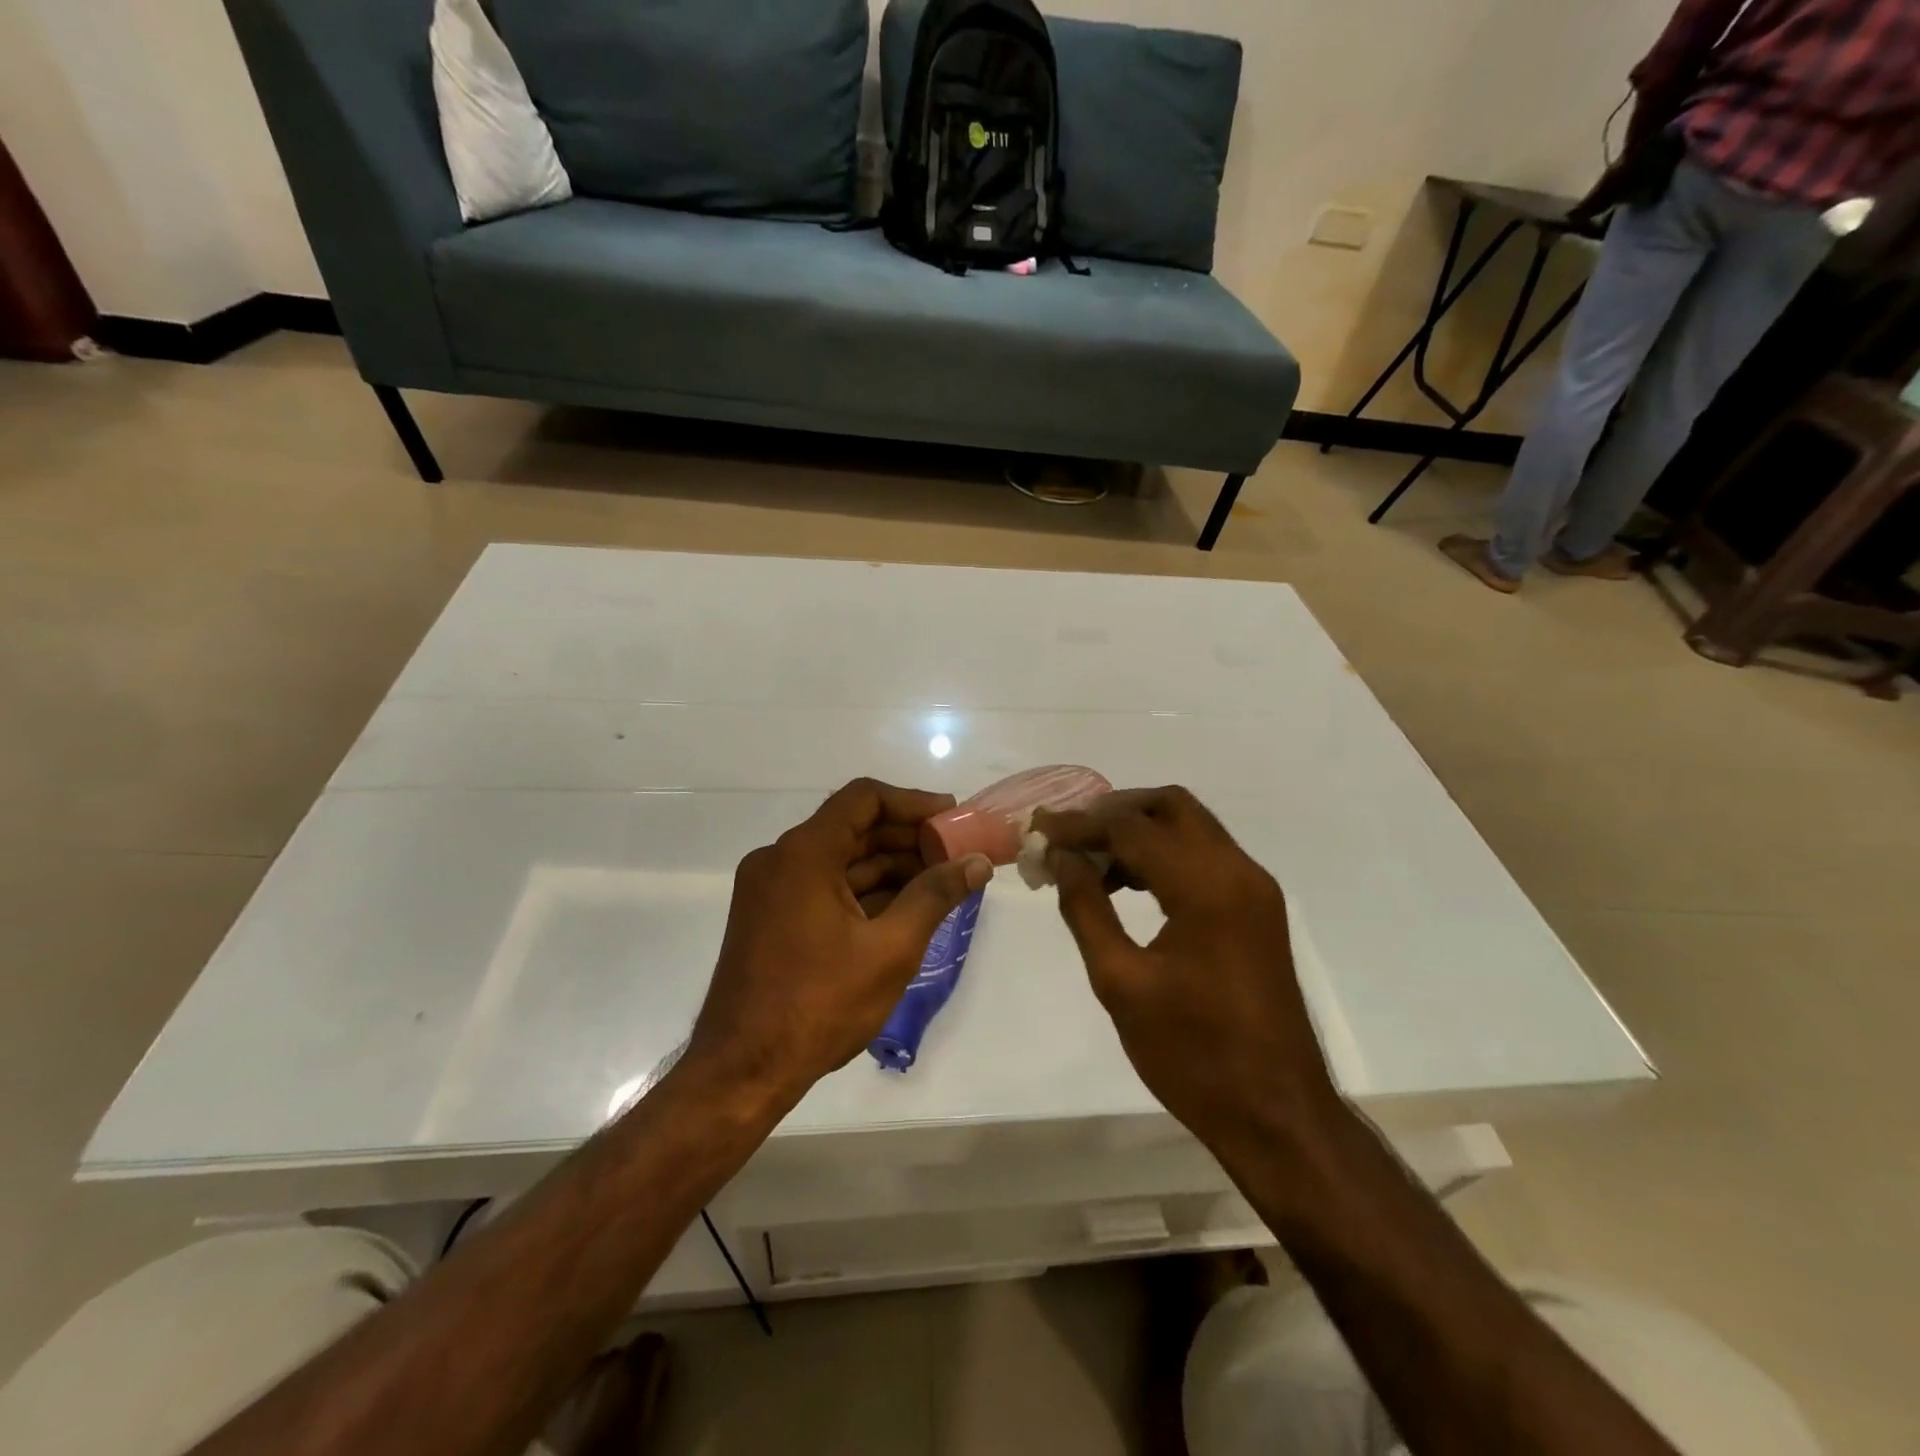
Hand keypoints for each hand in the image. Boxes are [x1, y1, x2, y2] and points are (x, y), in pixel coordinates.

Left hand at [687, 779, 993, 1107]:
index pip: (863, 799)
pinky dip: (864, 891)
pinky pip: (824, 886)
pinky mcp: (771, 917)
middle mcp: (780, 859)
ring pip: (840, 859)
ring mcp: (771, 889)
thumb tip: (977, 862)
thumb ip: (935, 896)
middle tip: (955, 852)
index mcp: (803, 854)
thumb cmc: (819, 1005)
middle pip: (853, 827)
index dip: (912, 802)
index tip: (952, 816)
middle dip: (907, 838)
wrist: (743, 1071)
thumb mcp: (890, 949)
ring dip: (889, 866)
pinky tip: (904, 907)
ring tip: (940, 882)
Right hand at [1033, 787, 1339, 1150]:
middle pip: (1169, 806)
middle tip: (1067, 837)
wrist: (1277, 1114)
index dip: (1077, 824)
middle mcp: (1238, 871)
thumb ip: (1086, 908)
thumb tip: (1061, 857)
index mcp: (1206, 887)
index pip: (1131, 826)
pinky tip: (1126, 884)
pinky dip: (1162, 854)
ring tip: (1087, 863)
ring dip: (1137, 831)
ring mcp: (1254, 888)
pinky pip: (1204, 856)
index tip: (1035, 832)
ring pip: (1189, 827)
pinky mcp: (1256, 908)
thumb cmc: (1193, 1055)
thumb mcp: (1121, 983)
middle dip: (1112, 812)